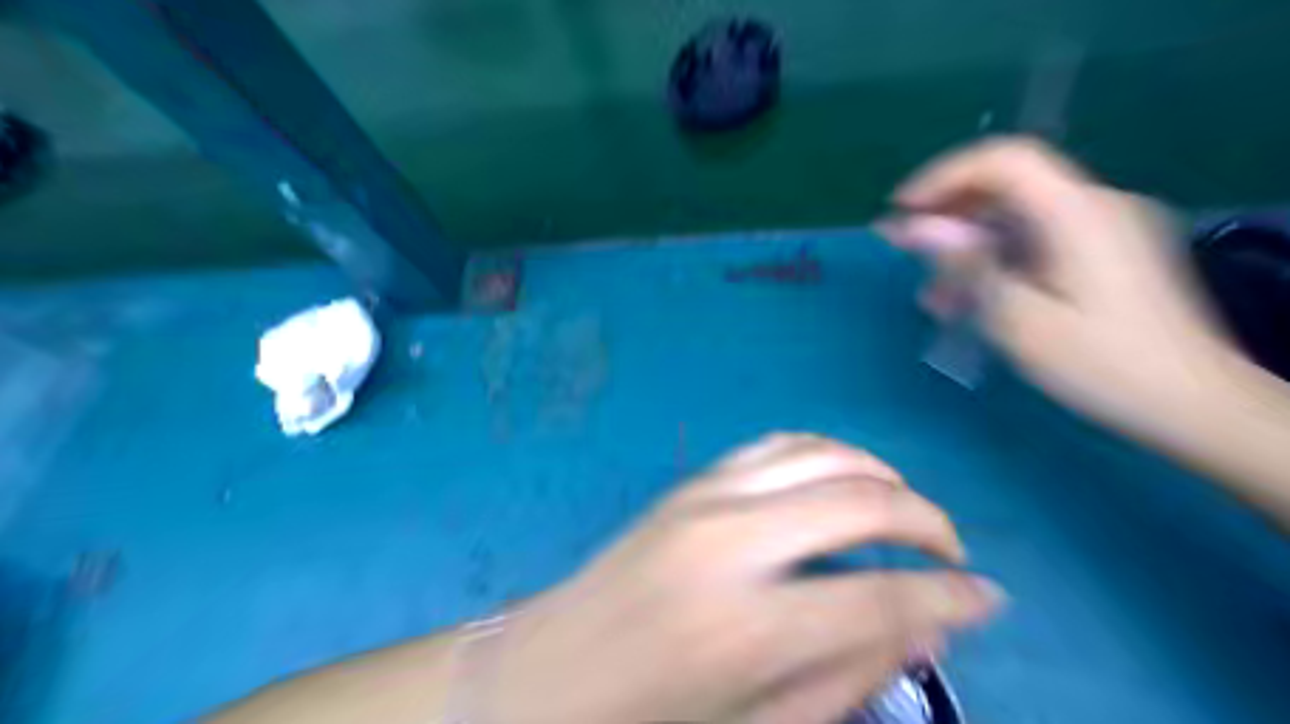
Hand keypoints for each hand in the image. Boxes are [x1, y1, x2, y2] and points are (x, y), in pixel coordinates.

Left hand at [478, 437, 1001, 723]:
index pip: (882, 598)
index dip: (951, 598)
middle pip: (859, 501)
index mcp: (746, 626)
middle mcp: (730, 541)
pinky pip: (774, 445)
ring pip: (820, 453)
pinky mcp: (689, 483)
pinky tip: (841, 477)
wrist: (546, 673)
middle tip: (951, 551)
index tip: (989, 598)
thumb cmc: (647, 718)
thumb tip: (927, 625)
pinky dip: (823, 451)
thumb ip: (847, 674)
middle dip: (925, 520)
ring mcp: (705, 498)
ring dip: (877, 474)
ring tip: (905, 509)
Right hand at [889, 136, 1227, 439]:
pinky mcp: (1102, 253)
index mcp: (1075, 214)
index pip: (1002, 160)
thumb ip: (967, 266)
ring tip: (931, 294)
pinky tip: (968, 300)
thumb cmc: (1100, 364)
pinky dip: (995, 259)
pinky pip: (1035, 239)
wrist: (1192, 403)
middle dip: (948, 212)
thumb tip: (915, 228)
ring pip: (1017, 216)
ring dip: (967, 244)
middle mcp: (1092, 206)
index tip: (901, 212)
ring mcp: (1101, 228)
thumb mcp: (1018, 319)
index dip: (943, 176)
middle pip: (1007, 184)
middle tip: (904, 250)